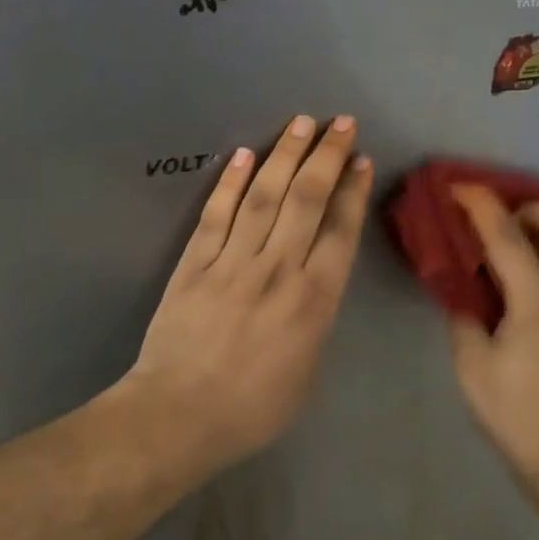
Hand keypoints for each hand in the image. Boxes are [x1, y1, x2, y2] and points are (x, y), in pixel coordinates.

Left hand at [124, 114, 373, 465]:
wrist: (179, 417)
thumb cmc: (254, 408)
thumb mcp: (308, 371)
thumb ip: (316, 319)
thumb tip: (315, 285)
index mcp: (314, 300)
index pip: (340, 230)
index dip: (352, 190)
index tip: (359, 159)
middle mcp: (279, 269)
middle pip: (307, 199)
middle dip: (326, 156)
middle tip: (340, 122)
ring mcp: (233, 262)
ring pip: (264, 195)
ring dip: (285, 155)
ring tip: (301, 123)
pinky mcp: (194, 263)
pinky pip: (216, 214)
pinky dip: (229, 182)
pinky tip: (242, 154)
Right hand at [446, 187, 538, 481]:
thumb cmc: (513, 412)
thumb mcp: (471, 363)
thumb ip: (463, 313)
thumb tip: (460, 284)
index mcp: (538, 302)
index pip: (508, 236)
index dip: (480, 205)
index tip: (458, 187)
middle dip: (527, 207)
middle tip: (494, 222)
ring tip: (512, 242)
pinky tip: (531, 271)